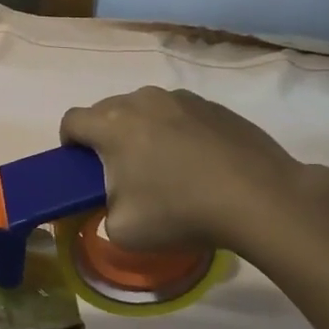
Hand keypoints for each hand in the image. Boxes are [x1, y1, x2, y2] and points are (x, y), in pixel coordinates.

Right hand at [59, 87, 313, 253]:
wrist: (259, 197)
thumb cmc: (180, 211)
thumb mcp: (124, 231)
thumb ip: (102, 213)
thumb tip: (109, 204)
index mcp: (111, 124)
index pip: (71, 120)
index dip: (69, 143)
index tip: (82, 167)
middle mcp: (141, 100)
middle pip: (107, 111)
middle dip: (106, 137)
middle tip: (123, 173)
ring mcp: (180, 97)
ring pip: (145, 109)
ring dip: (143, 131)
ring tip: (165, 167)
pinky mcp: (213, 104)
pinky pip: (179, 113)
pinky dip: (177, 131)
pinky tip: (199, 163)